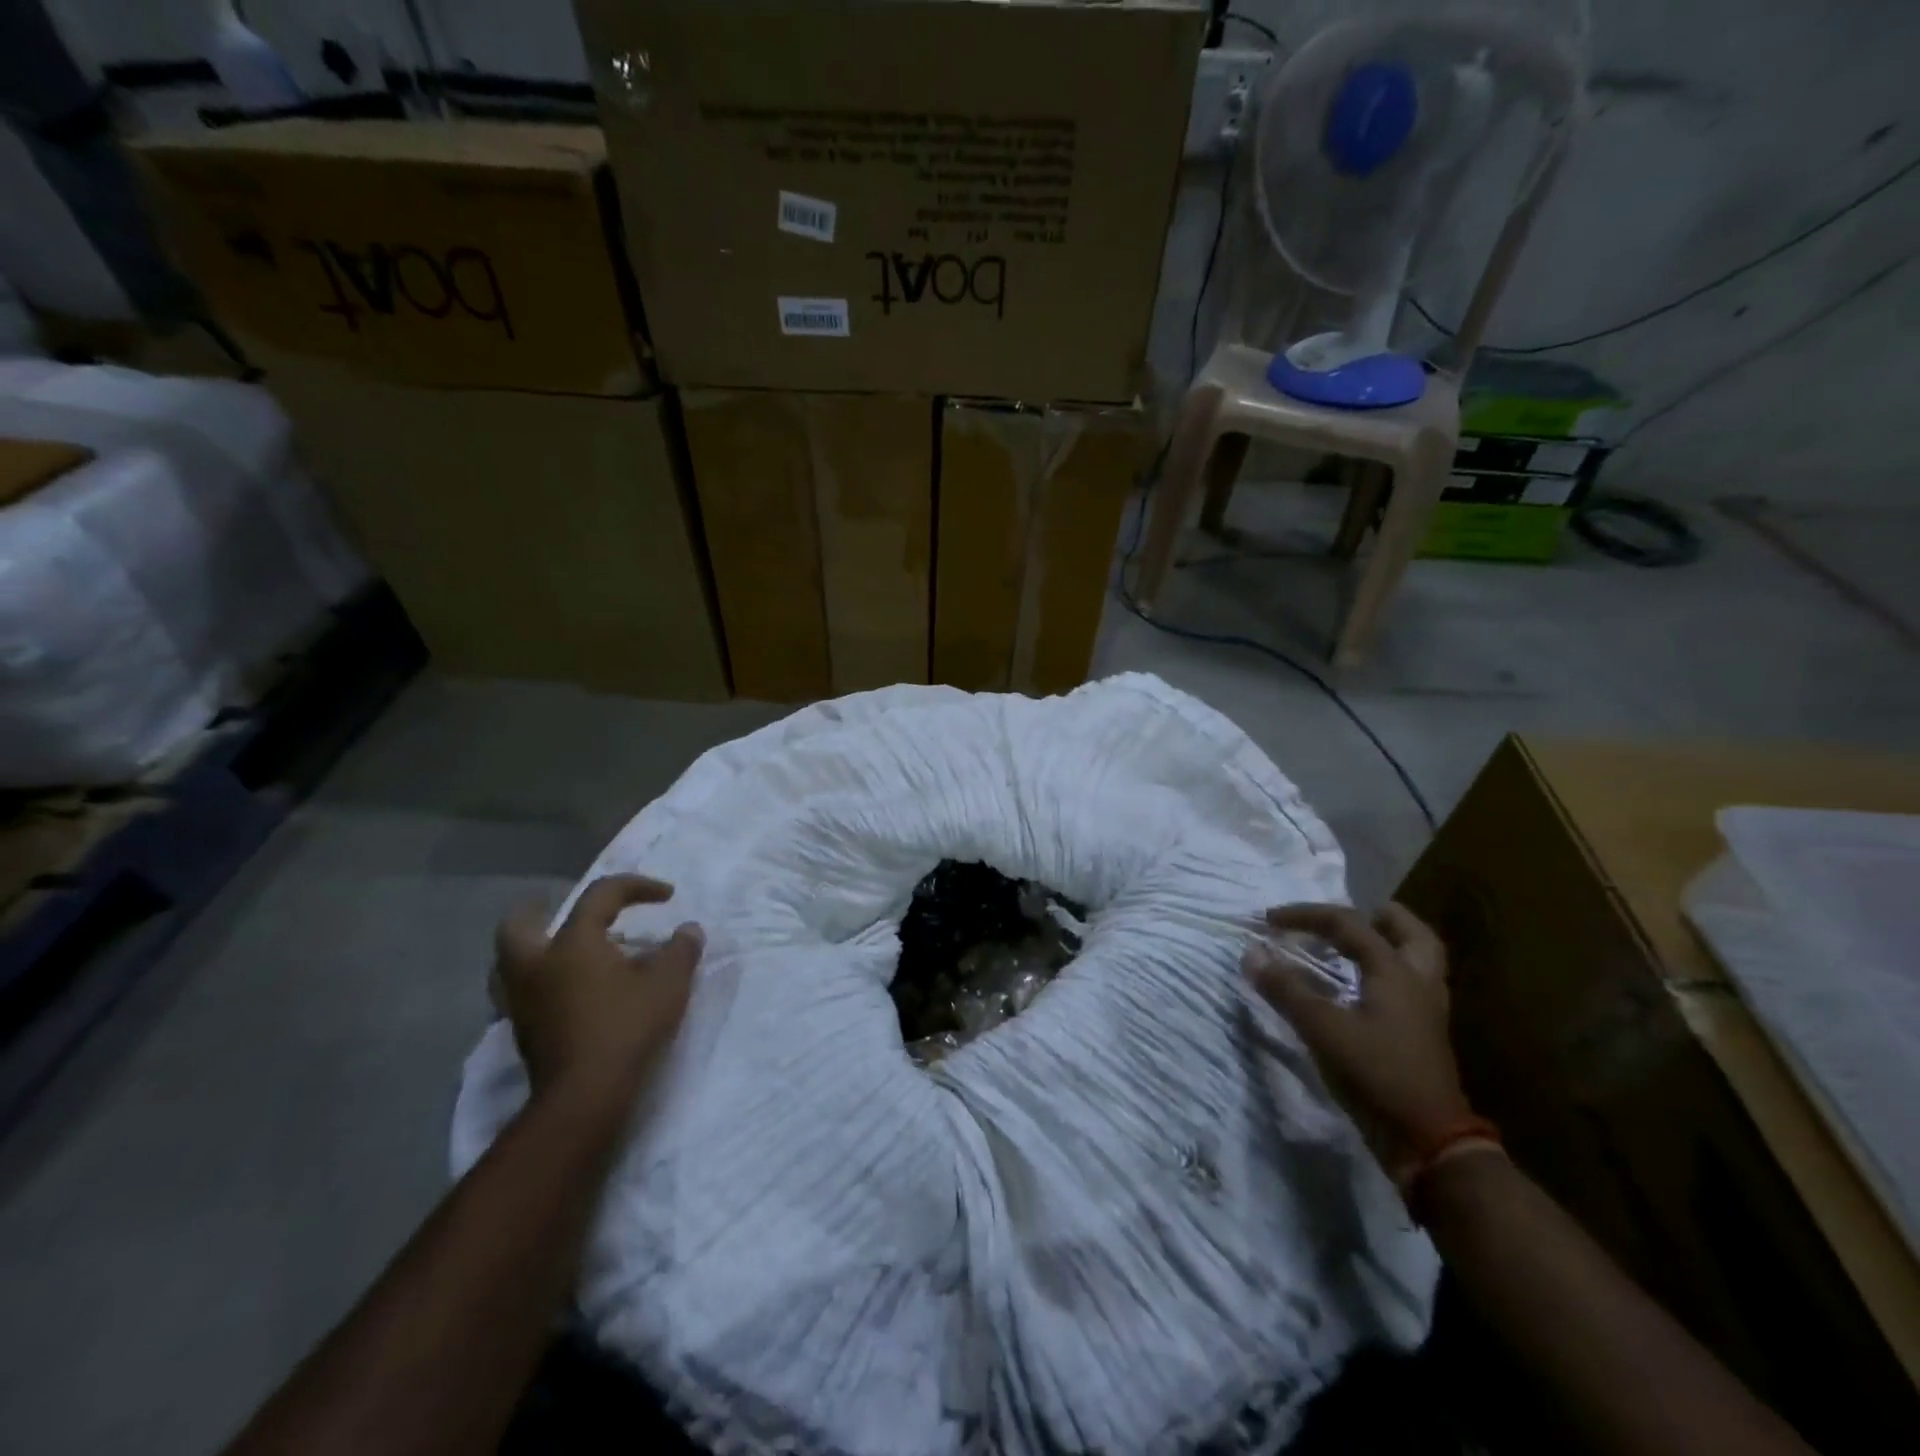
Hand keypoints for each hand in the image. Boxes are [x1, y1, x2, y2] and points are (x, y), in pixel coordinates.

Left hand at [492, 875, 703, 1098]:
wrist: (585, 1095)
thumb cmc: (626, 1026)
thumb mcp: (669, 983)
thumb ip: (681, 950)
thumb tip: (689, 930)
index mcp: (573, 943)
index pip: (600, 896)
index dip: (636, 886)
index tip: (666, 896)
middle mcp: (537, 965)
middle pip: (519, 925)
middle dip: (537, 911)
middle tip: (557, 907)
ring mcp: (523, 1001)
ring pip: (507, 964)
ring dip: (530, 949)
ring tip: (556, 950)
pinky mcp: (523, 1033)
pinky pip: (519, 994)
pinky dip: (537, 983)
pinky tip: (561, 991)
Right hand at [1244, 902, 1471, 1181]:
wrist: (1429, 1142)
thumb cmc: (1376, 1075)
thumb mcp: (1323, 1029)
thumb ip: (1286, 988)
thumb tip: (1251, 953)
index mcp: (1395, 971)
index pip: (1348, 924)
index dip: (1305, 915)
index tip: (1269, 920)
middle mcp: (1418, 982)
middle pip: (1410, 932)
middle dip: (1376, 916)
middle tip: (1341, 918)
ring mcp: (1426, 1010)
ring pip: (1416, 959)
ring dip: (1385, 943)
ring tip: (1351, 945)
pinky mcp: (1422, 1035)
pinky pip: (1407, 985)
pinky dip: (1383, 973)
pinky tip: (1358, 986)